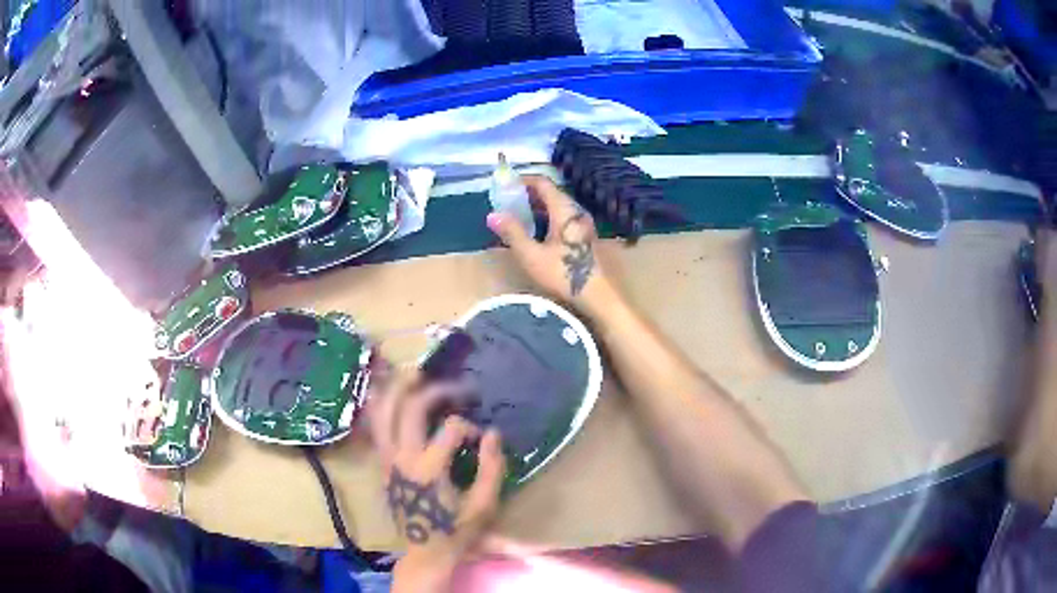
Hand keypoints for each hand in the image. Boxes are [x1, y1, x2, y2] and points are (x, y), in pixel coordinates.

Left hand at [367, 368, 505, 591]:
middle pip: (411, 410)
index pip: (450, 429)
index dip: (469, 427)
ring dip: (397, 389)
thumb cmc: (457, 530)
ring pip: (384, 413)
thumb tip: (493, 433)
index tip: (480, 438)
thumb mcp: (483, 505)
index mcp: (429, 469)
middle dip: (434, 392)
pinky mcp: (382, 463)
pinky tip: (385, 390)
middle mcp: (403, 458)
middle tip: (455, 387)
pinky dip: (379, 406)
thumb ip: (492, 468)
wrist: (425, 551)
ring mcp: (387, 459)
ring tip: (413, 372)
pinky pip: (375, 428)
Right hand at [487, 176, 609, 309]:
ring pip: (556, 205)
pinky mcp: (583, 236)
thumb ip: (512, 232)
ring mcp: (582, 223)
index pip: (543, 182)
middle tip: (505, 201)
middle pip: (550, 192)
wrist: (597, 296)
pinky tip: (533, 230)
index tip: (504, 186)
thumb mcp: (531, 255)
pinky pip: (561, 217)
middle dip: (527, 194)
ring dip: (536, 206)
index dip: (523, 180)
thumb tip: (492, 215)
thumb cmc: (563, 274)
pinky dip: (545, 216)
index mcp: (564, 209)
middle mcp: (575, 211)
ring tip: (514, 215)